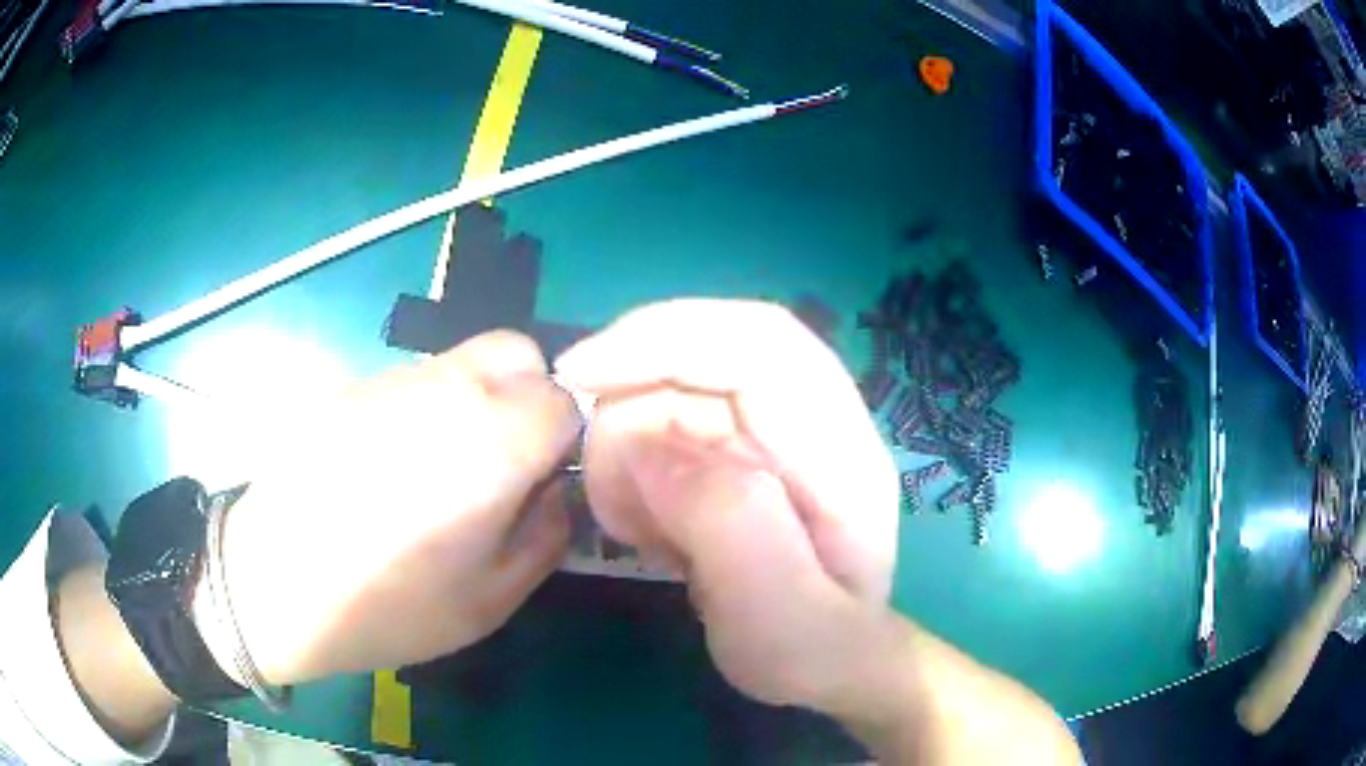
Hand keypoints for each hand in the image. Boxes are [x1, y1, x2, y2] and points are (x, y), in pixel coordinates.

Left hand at [204, 331, 580, 684]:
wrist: (272, 582)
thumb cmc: (388, 606)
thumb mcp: (490, 602)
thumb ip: (546, 538)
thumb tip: (555, 492)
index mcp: (492, 443)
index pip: (565, 397)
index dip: (565, 437)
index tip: (543, 478)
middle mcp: (447, 390)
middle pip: (518, 352)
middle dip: (529, 396)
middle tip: (504, 461)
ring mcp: (391, 380)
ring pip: (463, 361)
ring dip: (475, 400)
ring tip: (440, 471)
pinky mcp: (351, 388)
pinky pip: (411, 380)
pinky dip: (424, 408)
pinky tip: (390, 467)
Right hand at [554, 299, 899, 711]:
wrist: (829, 666)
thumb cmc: (814, 647)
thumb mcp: (780, 611)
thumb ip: (726, 523)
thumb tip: (640, 446)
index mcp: (841, 449)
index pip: (760, 342)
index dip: (669, 337)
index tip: (581, 372)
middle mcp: (809, 423)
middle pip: (704, 356)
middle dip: (632, 410)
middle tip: (611, 499)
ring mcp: (769, 436)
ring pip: (671, 395)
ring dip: (628, 454)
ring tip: (639, 533)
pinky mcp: (735, 455)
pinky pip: (662, 434)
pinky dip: (633, 472)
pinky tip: (648, 530)